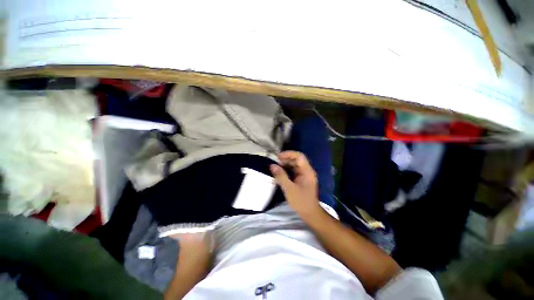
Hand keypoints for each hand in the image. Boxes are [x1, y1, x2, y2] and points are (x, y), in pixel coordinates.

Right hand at [270, 151, 321, 220]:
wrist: (310, 213)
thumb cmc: (301, 201)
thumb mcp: (289, 189)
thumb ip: (280, 176)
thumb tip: (272, 165)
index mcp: (307, 171)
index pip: (299, 156)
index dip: (289, 154)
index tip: (278, 157)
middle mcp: (307, 171)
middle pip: (296, 160)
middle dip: (285, 160)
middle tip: (275, 163)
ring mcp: (304, 175)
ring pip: (294, 165)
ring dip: (285, 165)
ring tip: (275, 168)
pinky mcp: (301, 179)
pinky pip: (293, 171)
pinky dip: (286, 171)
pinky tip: (280, 173)